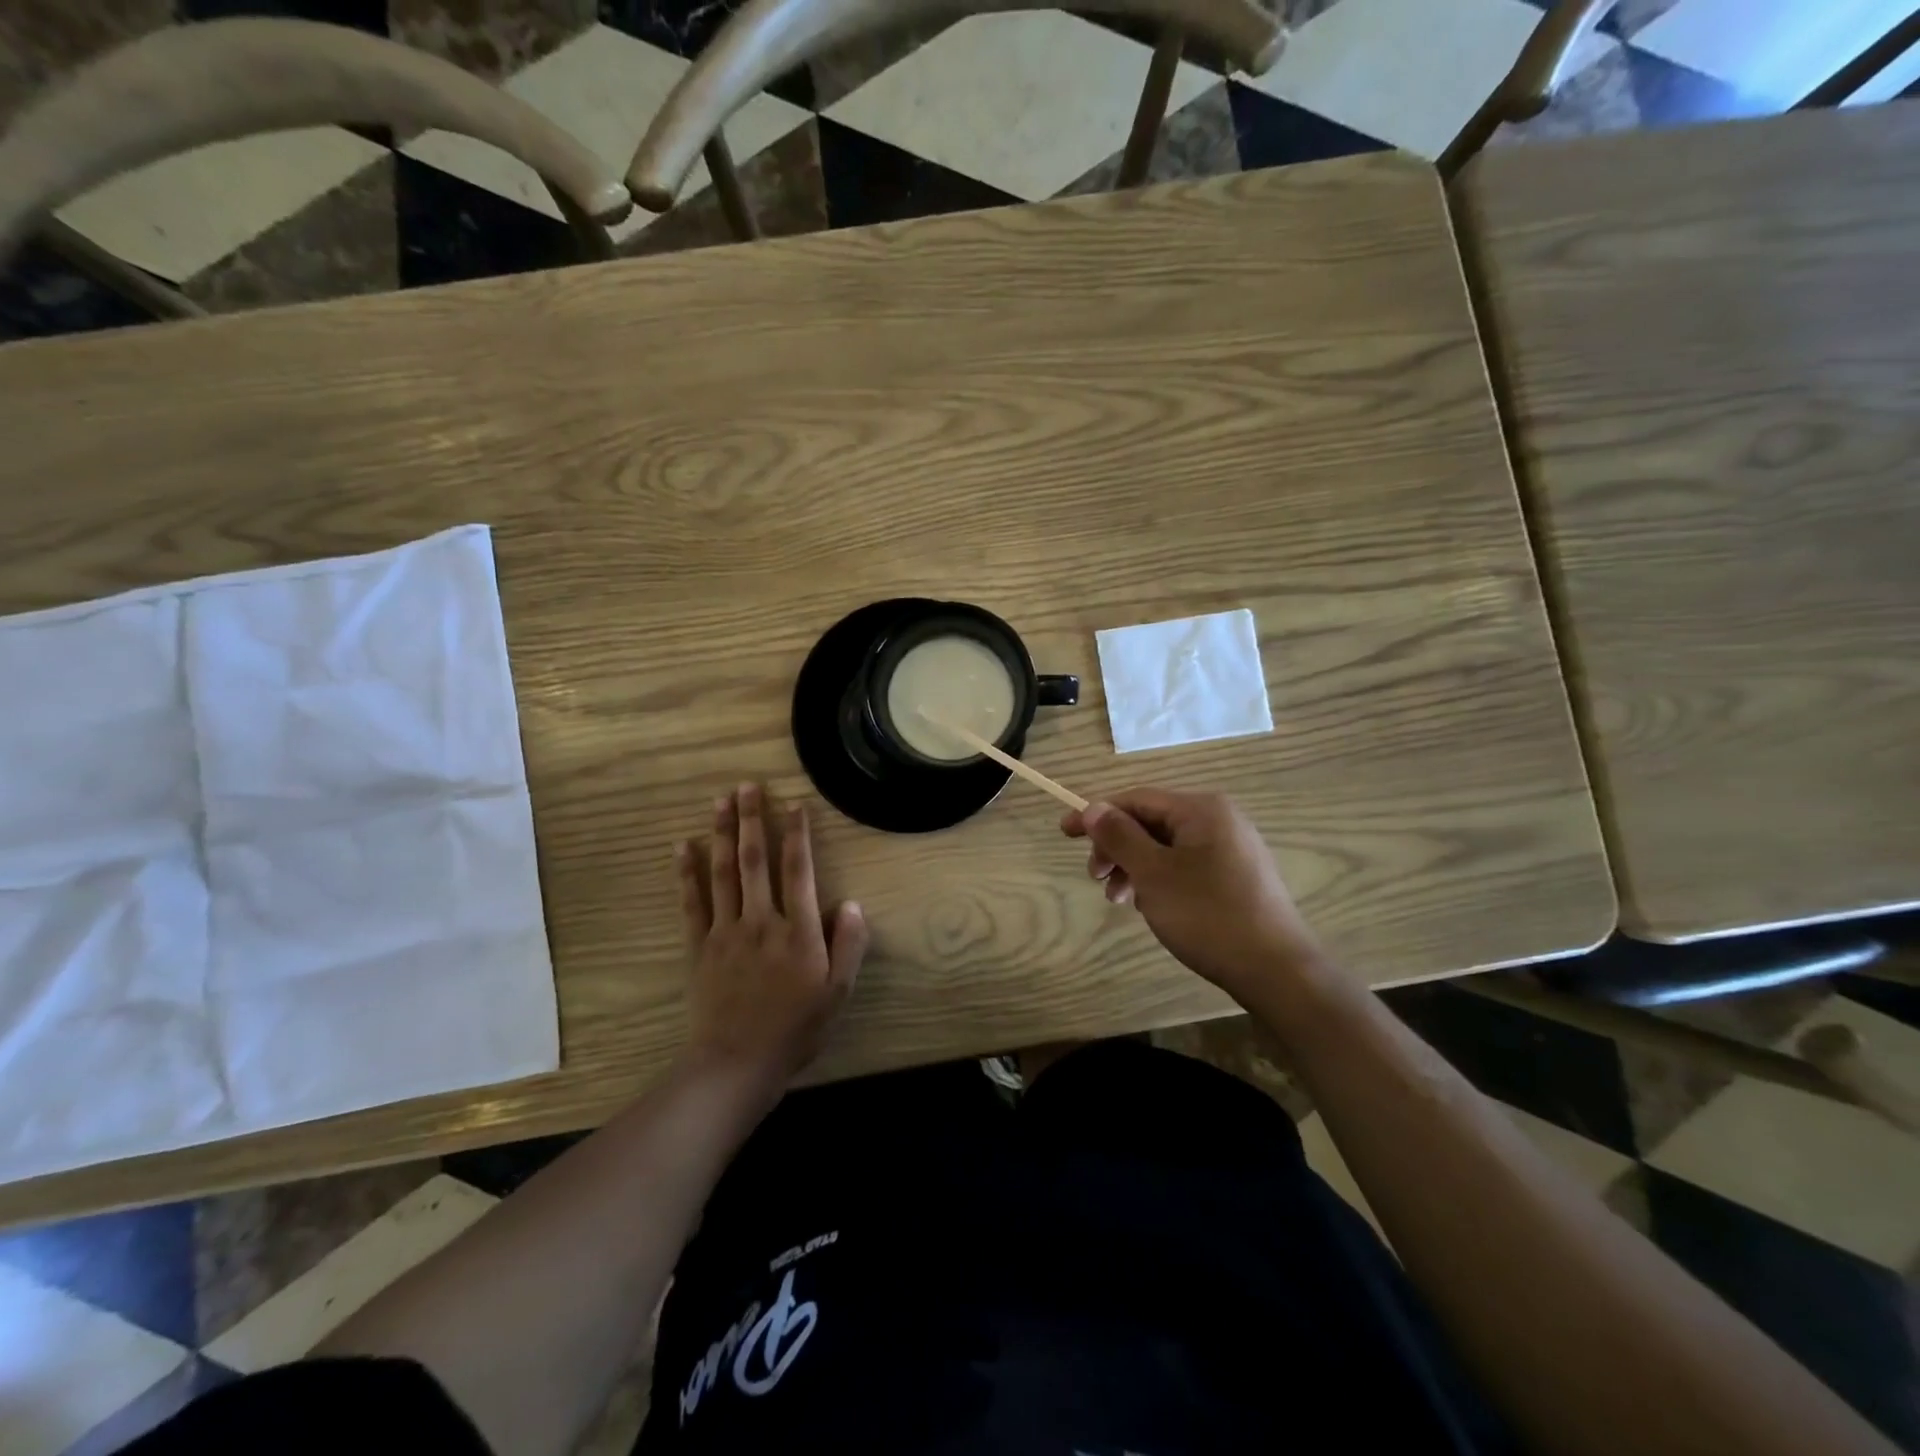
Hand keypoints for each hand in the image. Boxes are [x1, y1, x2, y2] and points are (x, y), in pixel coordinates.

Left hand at [678, 783, 867, 1092]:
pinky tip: (683, 847)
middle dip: (752, 819)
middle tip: (747, 785)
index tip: (795, 804)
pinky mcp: (699, 947)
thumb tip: (853, 903)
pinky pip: (691, 902)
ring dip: (722, 834)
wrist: (736, 1063)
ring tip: (720, 801)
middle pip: (755, 860)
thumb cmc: (795, 1029)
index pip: (798, 871)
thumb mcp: (838, 993)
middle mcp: (761, 921)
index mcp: (798, 931)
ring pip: (723, 873)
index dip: (797, 835)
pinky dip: (687, 873)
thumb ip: (849, 945)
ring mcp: (725, 932)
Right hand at [1062, 789, 1327, 1006]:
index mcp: (1201, 809)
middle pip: (1151, 822)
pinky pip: (1186, 865)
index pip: (1136, 799)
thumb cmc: (1208, 915)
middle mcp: (1220, 819)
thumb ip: (1120, 836)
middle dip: (1117, 847)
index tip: (1064, 833)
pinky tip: (1151, 907)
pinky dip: (1160, 880)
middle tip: (1095, 878)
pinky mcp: (1237, 876)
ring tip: (1119, 900)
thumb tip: (1093, 807)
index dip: (1096, 815)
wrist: (1277, 970)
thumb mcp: (1153, 874)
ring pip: (1167, 847)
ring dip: (1135, 868)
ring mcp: (1232, 848)